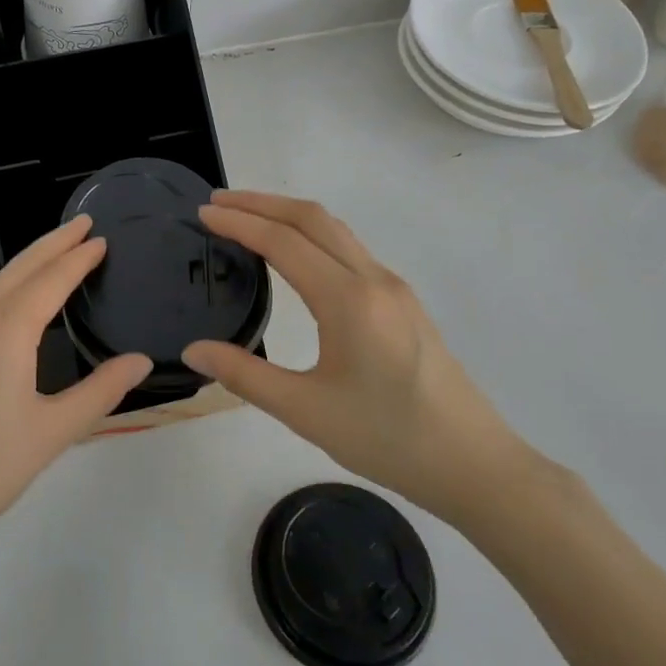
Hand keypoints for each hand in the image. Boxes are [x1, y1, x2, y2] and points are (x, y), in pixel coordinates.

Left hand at [0, 216, 152, 562]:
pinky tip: (12, 301)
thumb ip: (101, 392)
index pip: (51, 280)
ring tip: (54, 254)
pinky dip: (4, 287)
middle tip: (82, 224)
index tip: (100, 239)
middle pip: (20, 268)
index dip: (78, 258)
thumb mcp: (53, 432)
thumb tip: (140, 360)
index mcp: (6, 331)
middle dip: (52, 243)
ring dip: (27, 263)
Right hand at [182, 190, 531, 530]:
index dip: (239, 222)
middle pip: (312, 219)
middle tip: (218, 202)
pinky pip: (350, 249)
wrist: (472, 464)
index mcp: (348, 299)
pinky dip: (312, 236)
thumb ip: (245, 375)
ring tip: (249, 218)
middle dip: (262, 203)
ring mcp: (393, 288)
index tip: (203, 212)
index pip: (283, 241)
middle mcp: (374, 279)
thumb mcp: (305, 411)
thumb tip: (193, 350)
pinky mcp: (403, 302)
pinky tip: (295, 256)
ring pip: (335, 230)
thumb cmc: (386, 438)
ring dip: (289, 215)